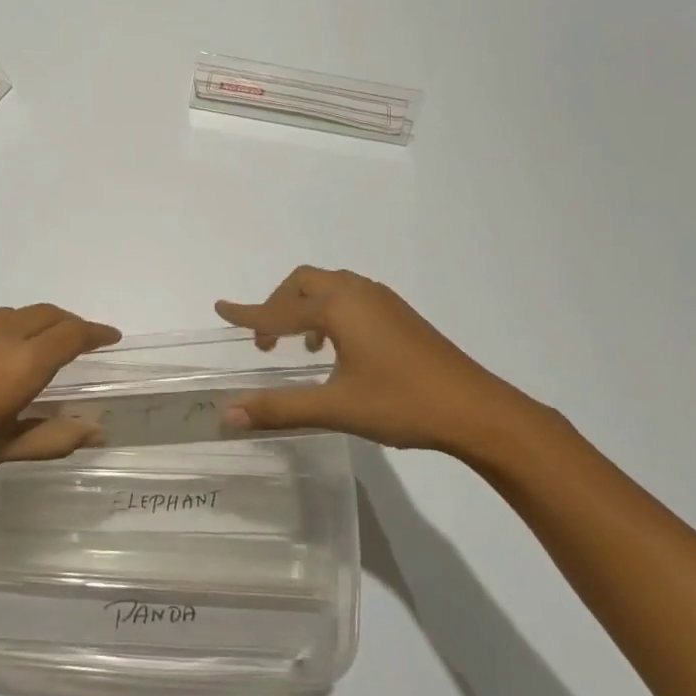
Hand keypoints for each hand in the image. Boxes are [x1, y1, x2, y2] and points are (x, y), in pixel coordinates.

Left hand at [0, 304, 119, 524]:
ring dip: (36, 325)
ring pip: (14, 314)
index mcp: (20, 363)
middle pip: (45, 314)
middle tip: (82, 344)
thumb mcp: (4, 451)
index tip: (111, 338)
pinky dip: (6, 330)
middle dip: (69, 325)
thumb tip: (98, 430)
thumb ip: (54, 434)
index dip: (96, 333)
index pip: (71, 334)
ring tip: (41, 350)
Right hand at [215, 266, 559, 457]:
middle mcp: (358, 292)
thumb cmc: (401, 403)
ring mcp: (383, 300)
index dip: (247, 313)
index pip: (279, 308)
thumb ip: (279, 407)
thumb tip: (227, 413)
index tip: (220, 308)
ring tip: (300, 345)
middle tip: (266, 341)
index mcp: (339, 307)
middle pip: (304, 282)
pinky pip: (351, 296)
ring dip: (306, 306)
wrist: (476, 409)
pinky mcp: (400, 314)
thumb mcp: (335, 407)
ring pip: (331, 286)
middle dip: (278, 304)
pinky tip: (337, 349)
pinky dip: (330, 311)